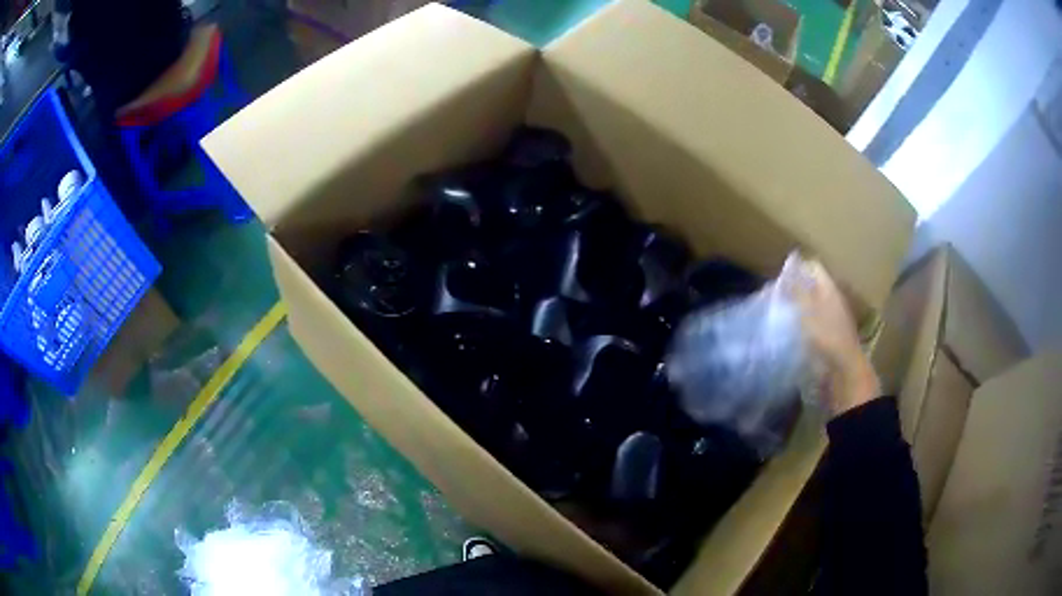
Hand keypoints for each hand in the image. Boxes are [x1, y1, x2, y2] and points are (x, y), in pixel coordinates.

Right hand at [786, 257, 879, 417]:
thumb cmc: (826, 338)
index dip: (796, 269)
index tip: (778, 278)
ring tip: (775, 315)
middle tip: (773, 297)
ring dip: (794, 309)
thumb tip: (787, 266)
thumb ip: (796, 289)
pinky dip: (797, 327)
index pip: (813, 268)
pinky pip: (809, 326)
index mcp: (830, 290)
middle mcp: (832, 302)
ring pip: (809, 307)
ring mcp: (830, 322)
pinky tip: (785, 334)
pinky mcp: (825, 341)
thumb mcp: (807, 310)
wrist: (843, 375)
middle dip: (793, 289)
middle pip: (811, 287)